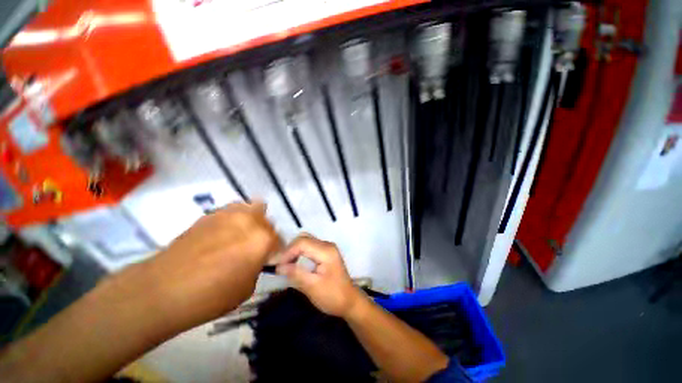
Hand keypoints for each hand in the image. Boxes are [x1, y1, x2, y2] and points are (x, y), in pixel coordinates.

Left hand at [144, 202, 280, 326]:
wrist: (163, 289)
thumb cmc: (211, 296)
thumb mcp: (247, 288)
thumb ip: (258, 266)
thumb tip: (257, 257)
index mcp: (263, 239)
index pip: (279, 241)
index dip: (275, 252)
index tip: (268, 259)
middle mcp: (251, 221)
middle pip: (268, 222)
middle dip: (266, 234)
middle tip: (255, 248)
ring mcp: (231, 214)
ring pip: (254, 208)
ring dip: (254, 221)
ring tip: (243, 235)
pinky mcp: (213, 214)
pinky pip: (234, 210)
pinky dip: (236, 218)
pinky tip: (225, 232)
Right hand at [276, 234, 363, 317]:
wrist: (349, 301)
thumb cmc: (332, 296)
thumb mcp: (312, 287)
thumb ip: (296, 274)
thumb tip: (279, 267)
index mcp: (326, 251)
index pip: (302, 243)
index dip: (288, 252)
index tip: (277, 266)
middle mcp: (327, 245)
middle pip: (304, 238)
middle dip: (289, 249)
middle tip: (280, 265)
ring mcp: (327, 247)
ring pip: (306, 241)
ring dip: (294, 250)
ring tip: (285, 264)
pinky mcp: (325, 252)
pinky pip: (309, 246)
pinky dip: (299, 252)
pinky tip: (294, 262)